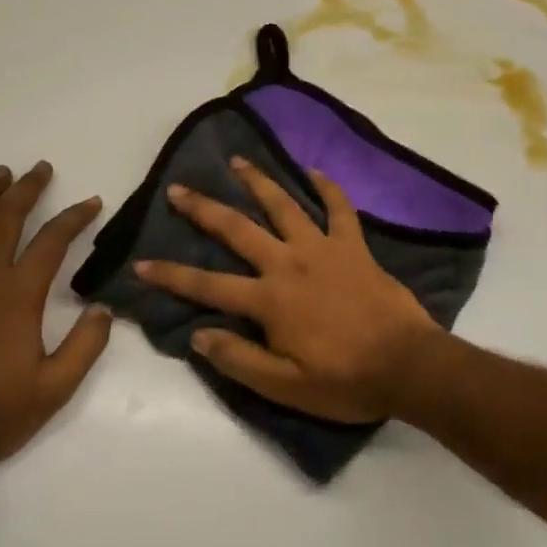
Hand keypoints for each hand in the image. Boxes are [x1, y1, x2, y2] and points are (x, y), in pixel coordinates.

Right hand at [134, 156, 439, 422]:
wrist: (406, 365)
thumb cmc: (345, 380)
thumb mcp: (285, 386)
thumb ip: (239, 359)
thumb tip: (198, 334)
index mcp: (270, 300)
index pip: (208, 286)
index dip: (171, 276)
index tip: (140, 263)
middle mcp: (289, 264)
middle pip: (238, 230)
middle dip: (204, 209)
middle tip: (179, 189)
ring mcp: (323, 249)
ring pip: (284, 206)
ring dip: (259, 182)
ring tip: (238, 160)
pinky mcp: (353, 246)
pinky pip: (339, 209)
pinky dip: (327, 188)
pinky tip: (313, 170)